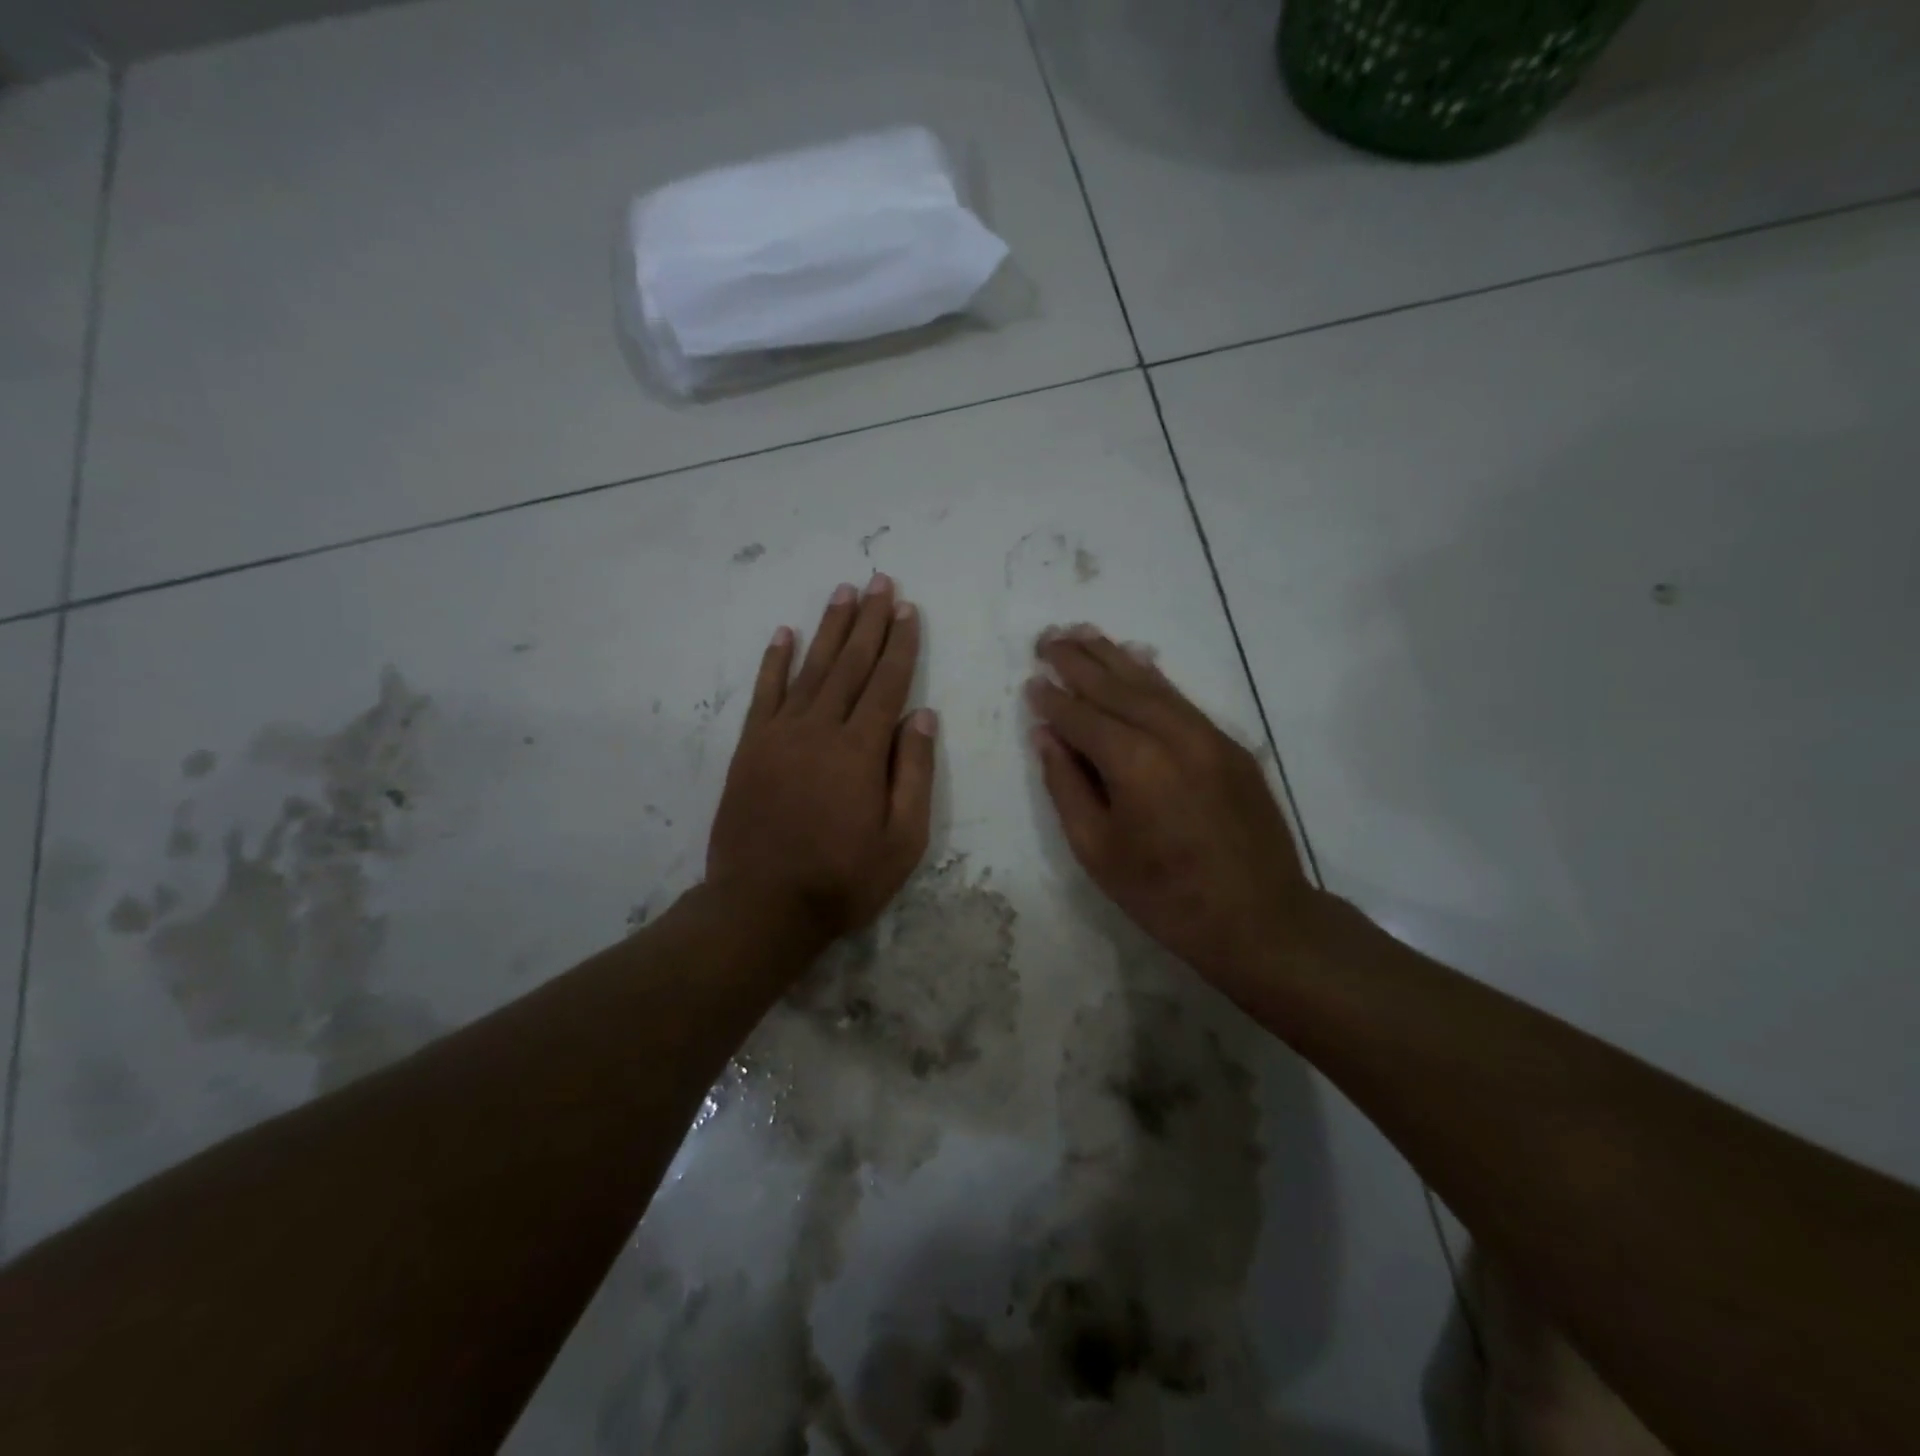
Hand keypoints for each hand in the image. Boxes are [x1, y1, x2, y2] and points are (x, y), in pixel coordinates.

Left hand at [708, 574, 936, 949]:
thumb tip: (921, 715)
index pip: (887, 682)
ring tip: (843, 592)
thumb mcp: (902, 839)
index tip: (908, 609)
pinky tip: (784, 634)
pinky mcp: (750, 747)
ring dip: (829, 628)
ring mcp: (779, 734)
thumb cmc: (843, 878)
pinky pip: (764, 693)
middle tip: (880, 582)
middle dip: (869, 620)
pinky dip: (774, 661)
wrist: (761, 906)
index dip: (900, 644)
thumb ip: (913, 772)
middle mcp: (820, 728)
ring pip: (810, 668)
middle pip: (850, 663)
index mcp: (860, 750)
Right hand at [1026, 626, 1319, 989]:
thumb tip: (1046, 735)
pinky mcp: (1230, 746)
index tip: (1032, 681)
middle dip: (1079, 662)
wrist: (1258, 918)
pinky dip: (1152, 678)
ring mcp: (1208, 736)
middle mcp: (1173, 736)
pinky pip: (1182, 700)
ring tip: (1083, 634)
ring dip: (1114, 657)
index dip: (1054, 699)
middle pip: (1117, 687)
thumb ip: (1067, 786)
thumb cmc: (1164, 895)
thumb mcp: (1097, 851)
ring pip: (1152, 685)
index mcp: (1135, 764)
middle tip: (1048, 638)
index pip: (1083, 718)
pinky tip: (1135, 662)